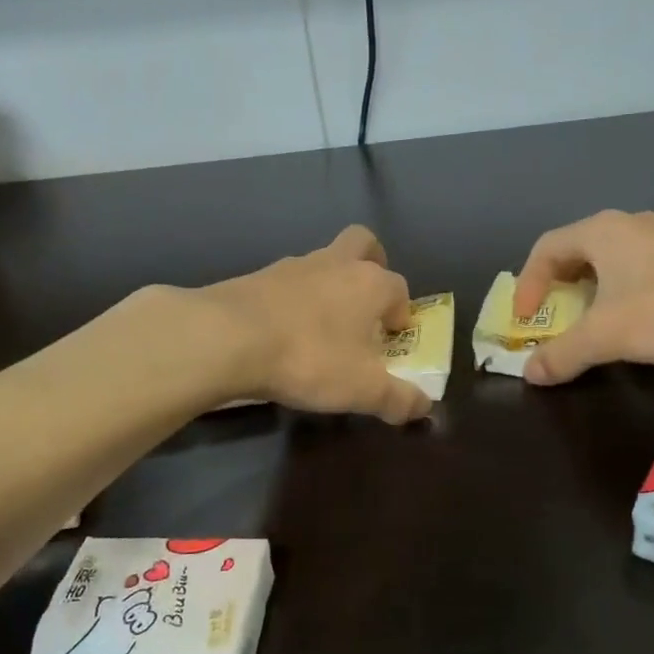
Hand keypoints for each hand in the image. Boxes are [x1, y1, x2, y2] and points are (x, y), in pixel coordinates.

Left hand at [195, 225, 430, 423]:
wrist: (228, 337)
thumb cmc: (310, 358)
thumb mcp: (362, 390)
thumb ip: (398, 399)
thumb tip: (425, 408)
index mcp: (370, 283)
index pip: (399, 288)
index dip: (400, 313)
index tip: (392, 340)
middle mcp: (335, 264)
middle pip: (363, 244)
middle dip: (372, 266)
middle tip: (366, 303)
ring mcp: (293, 266)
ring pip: (322, 262)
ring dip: (329, 285)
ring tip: (321, 327)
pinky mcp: (257, 277)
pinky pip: (286, 282)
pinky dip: (293, 300)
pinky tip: (283, 331)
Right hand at [512, 211, 653, 383]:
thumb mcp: (607, 336)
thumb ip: (563, 353)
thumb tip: (529, 373)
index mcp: (602, 231)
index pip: (545, 248)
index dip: (527, 284)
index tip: (524, 319)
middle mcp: (629, 224)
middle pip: (576, 251)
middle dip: (557, 287)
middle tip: (551, 319)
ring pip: (610, 260)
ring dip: (590, 291)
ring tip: (589, 323)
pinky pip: (638, 269)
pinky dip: (620, 292)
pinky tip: (635, 321)